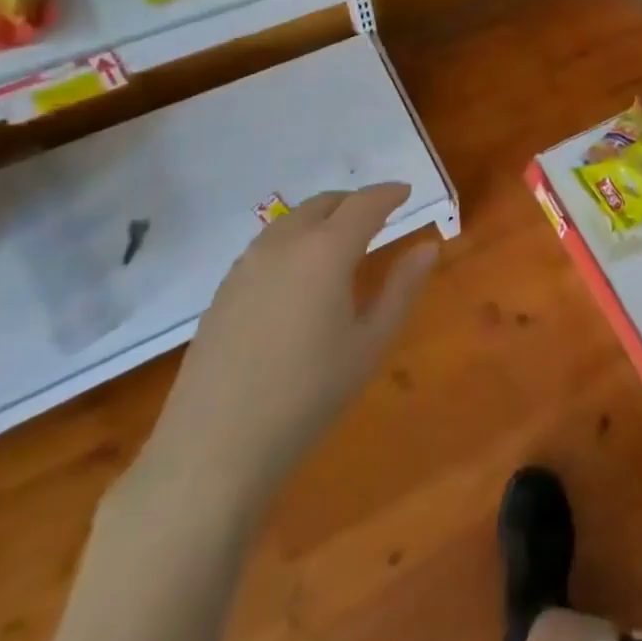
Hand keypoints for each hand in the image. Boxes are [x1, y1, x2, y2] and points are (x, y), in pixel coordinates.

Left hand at [135, 182, 435, 518]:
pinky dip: (295, 240)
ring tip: (342, 240)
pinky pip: (267, 246)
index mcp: (325, 251)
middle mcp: (283, 245)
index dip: (388, 193)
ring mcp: (246, 266)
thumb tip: (427, 247)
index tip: (406, 191)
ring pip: (291, 221)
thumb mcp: (370, 343)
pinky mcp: (223, 291)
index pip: (364, 204)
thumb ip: (402, 288)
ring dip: (322, 218)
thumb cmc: (308, 395)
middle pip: (323, 204)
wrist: (214, 449)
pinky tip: (301, 273)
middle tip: (379, 215)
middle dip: (354, 202)